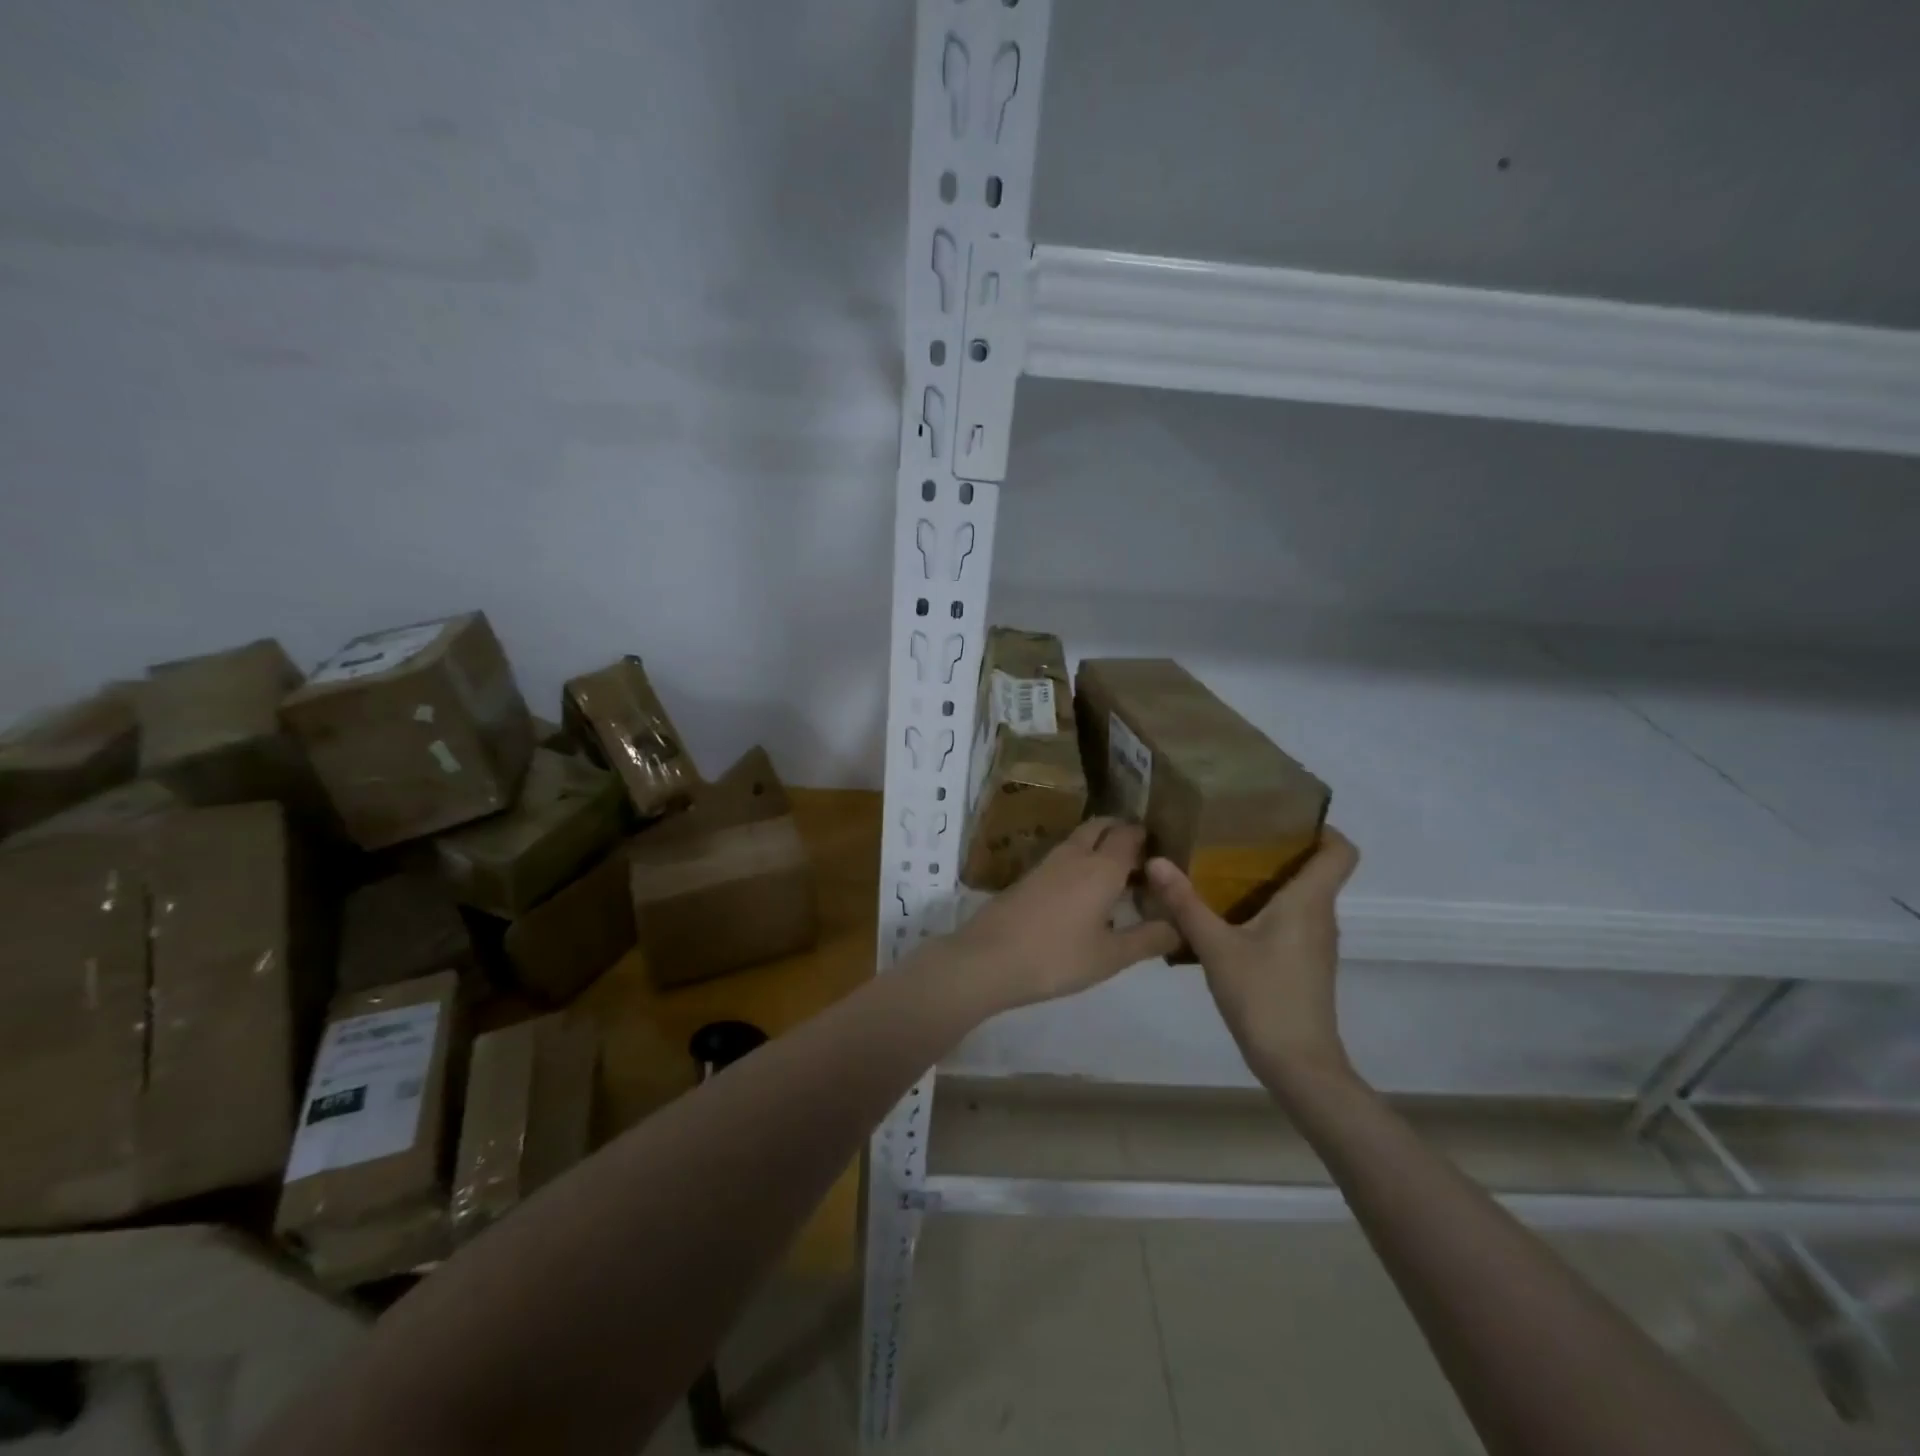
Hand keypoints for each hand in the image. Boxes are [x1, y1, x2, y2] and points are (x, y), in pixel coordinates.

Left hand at [939, 818, 1180, 1012]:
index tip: (1163, 851)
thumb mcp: (1111, 956)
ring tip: (1116, 874)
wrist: (988, 958)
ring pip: (1079, 839)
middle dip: (1122, 831)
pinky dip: (1079, 859)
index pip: (1130, 835)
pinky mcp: (1028, 876)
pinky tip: (1082, 889)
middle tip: (1141, 857)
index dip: (1147, 838)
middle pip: (1101, 826)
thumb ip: (1148, 939)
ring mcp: (1047, 863)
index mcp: (1102, 868)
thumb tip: (1182, 926)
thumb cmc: (1057, 957)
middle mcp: (1075, 855)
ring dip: (1099, 845)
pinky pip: (1063, 855)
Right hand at [1145, 828, 1360, 1084]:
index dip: (1320, 828)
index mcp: (1309, 902)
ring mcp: (1315, 942)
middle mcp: (1320, 916)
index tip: (1280, 817)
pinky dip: (1266, 907)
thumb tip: (1155, 860)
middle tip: (1232, 835)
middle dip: (1279, 847)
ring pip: (1301, 895)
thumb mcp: (1216, 947)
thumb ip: (1185, 903)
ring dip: (1270, 878)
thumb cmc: (1264, 997)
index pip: (1340, 850)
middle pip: (1315, 868)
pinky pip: (1291, 919)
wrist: (1298, 1065)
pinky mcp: (1304, 962)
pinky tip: (1228, 914)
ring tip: (1222, 867)